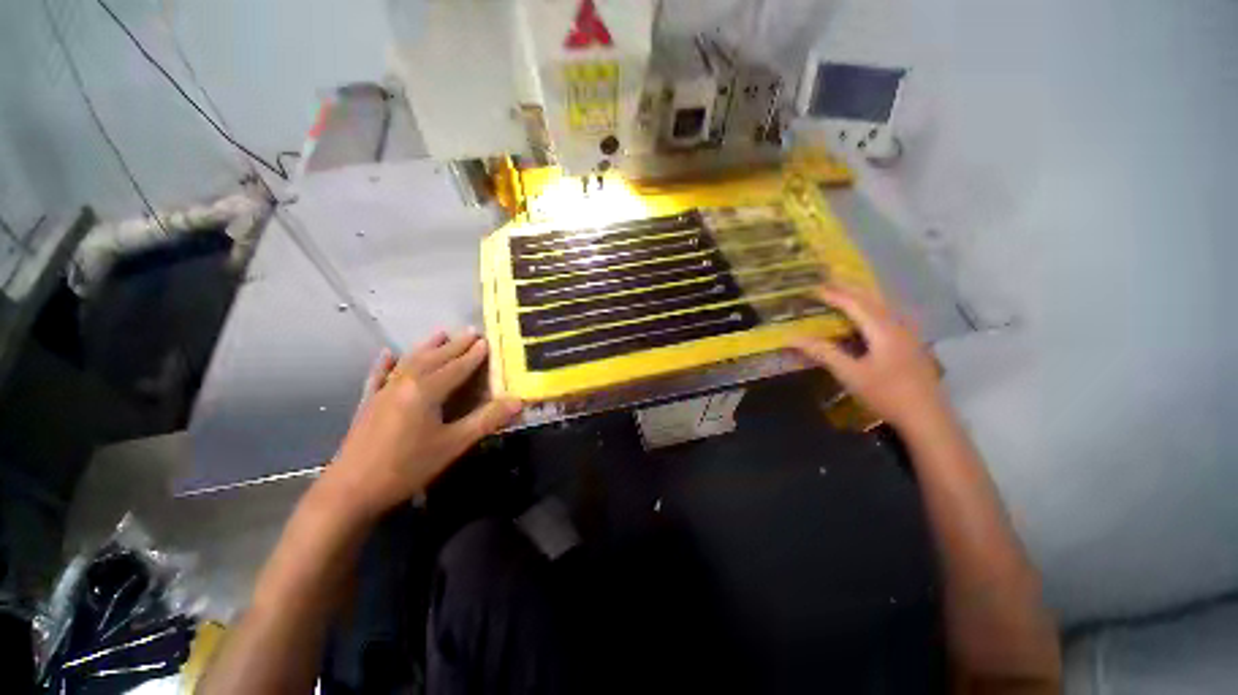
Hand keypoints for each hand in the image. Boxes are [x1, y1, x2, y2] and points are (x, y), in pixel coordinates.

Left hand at [321, 329, 521, 517]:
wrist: (350, 491)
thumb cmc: (407, 466)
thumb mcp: (453, 444)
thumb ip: (486, 420)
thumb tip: (518, 402)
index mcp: (426, 390)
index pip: (456, 367)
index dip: (473, 355)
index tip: (487, 340)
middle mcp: (405, 383)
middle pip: (435, 358)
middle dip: (455, 345)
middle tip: (471, 331)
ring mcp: (383, 391)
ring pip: (410, 361)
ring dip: (427, 346)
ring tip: (440, 333)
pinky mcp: (368, 403)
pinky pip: (379, 376)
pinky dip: (385, 363)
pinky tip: (387, 354)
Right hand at [792, 284, 945, 430]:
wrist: (927, 417)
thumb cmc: (886, 394)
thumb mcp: (850, 374)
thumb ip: (823, 353)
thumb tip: (793, 338)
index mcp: (883, 329)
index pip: (855, 304)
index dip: (834, 295)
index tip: (815, 288)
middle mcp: (898, 325)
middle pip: (873, 299)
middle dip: (850, 288)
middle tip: (830, 282)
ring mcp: (909, 334)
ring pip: (885, 306)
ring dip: (864, 296)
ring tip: (848, 292)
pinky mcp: (911, 344)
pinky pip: (890, 316)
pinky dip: (875, 308)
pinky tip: (872, 316)